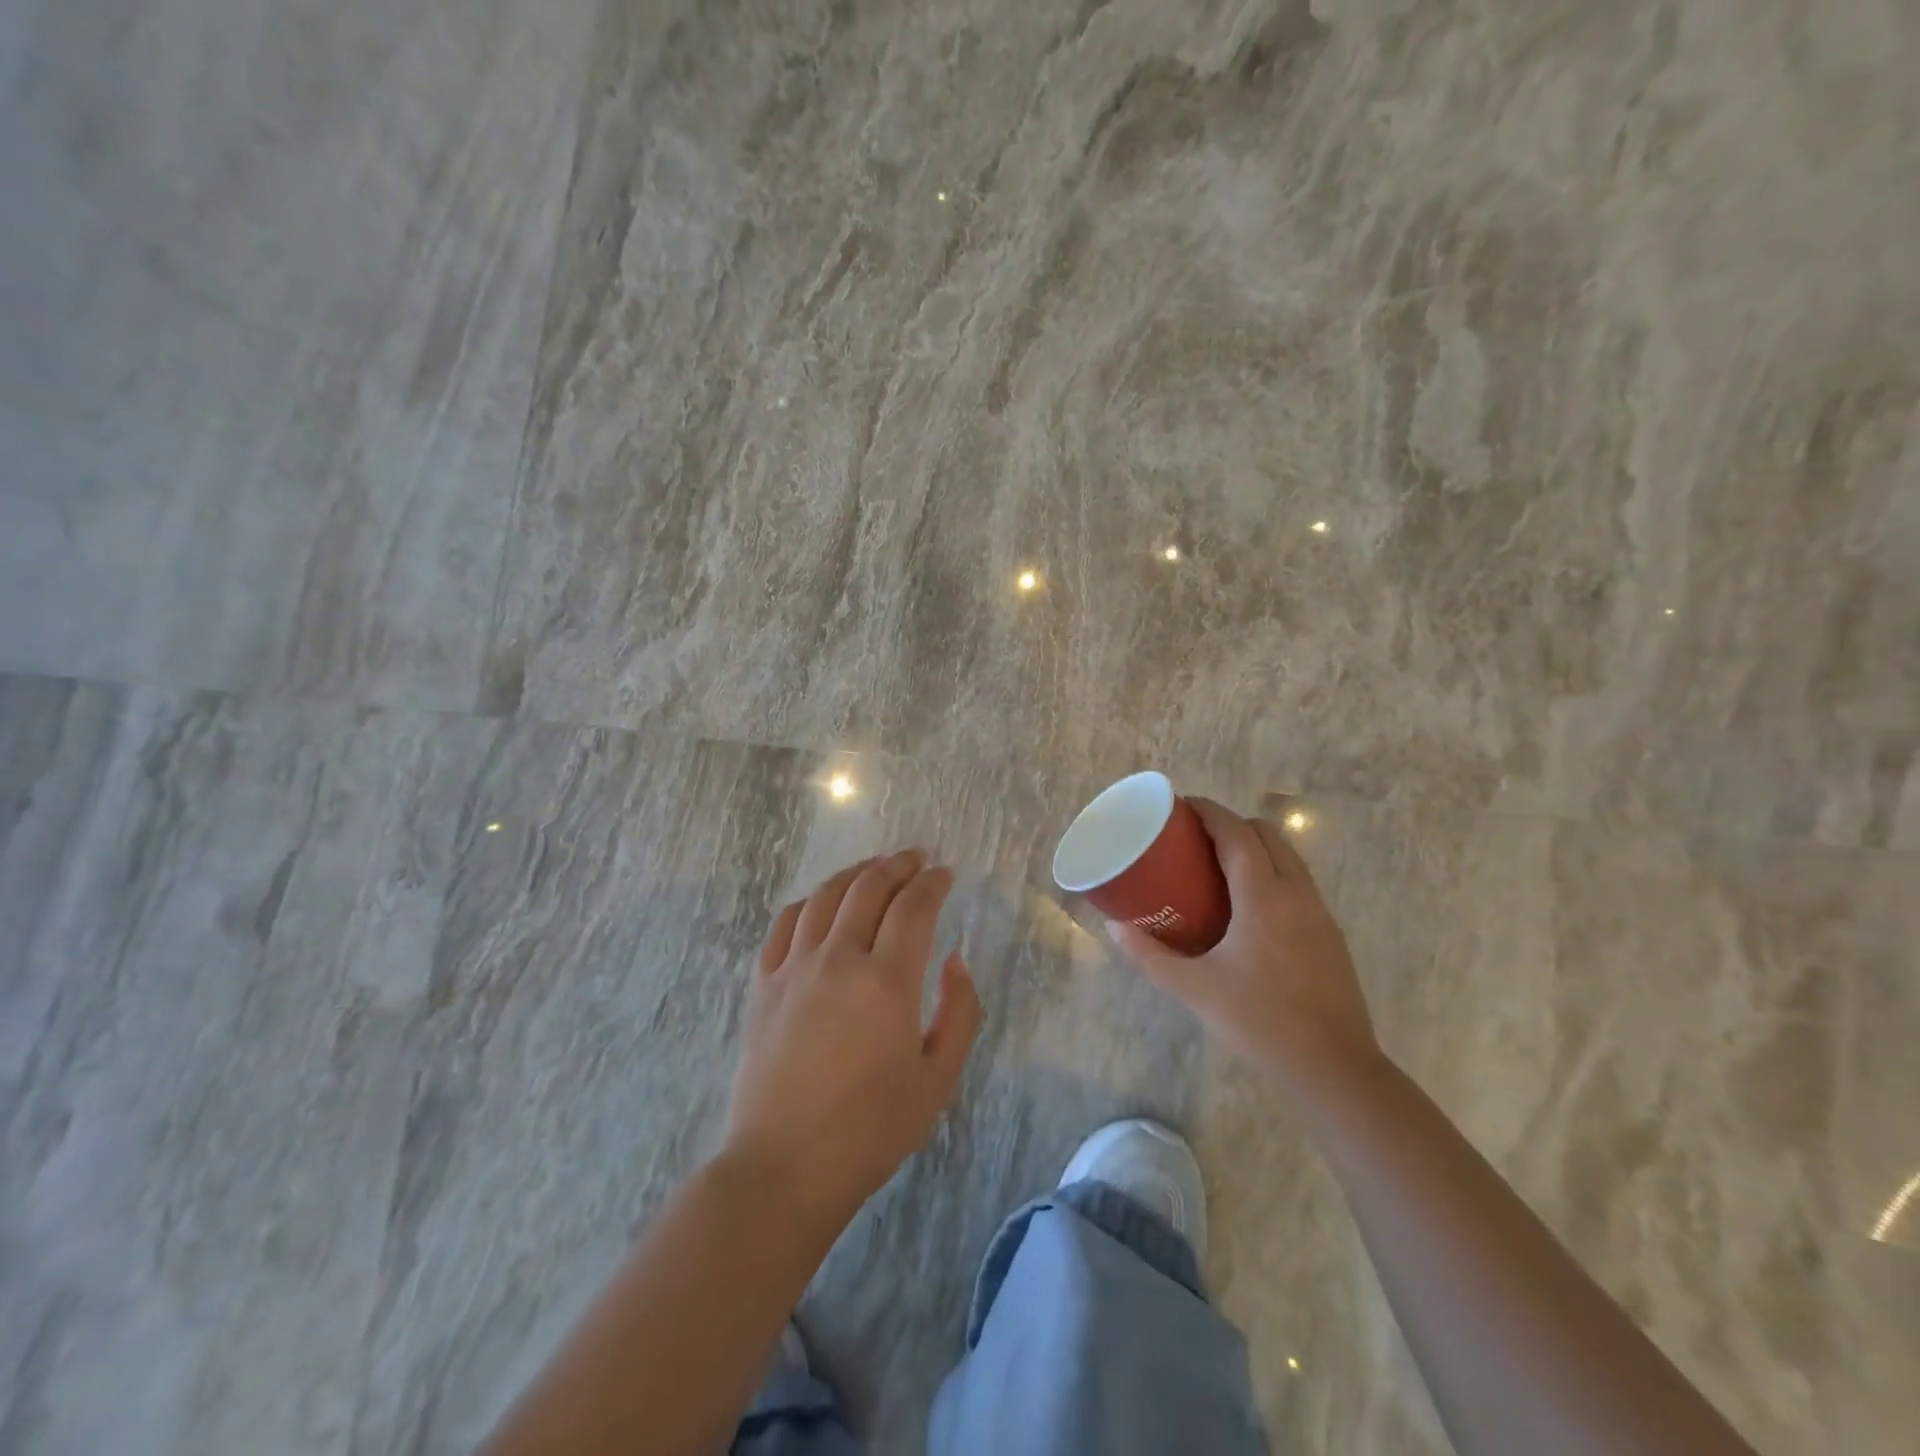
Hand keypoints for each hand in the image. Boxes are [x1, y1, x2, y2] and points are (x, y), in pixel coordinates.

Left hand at [721, 850, 981, 1228]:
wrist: (784, 1167)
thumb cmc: (870, 1130)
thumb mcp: (938, 1080)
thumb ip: (959, 1012)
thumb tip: (956, 960)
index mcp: (887, 981)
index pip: (914, 907)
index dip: (933, 883)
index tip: (945, 874)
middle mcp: (839, 959)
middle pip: (869, 887)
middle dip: (898, 865)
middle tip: (916, 859)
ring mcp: (795, 967)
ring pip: (827, 896)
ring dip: (856, 873)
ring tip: (876, 869)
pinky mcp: (764, 983)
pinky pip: (787, 922)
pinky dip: (811, 901)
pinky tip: (823, 904)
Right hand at [1108, 799, 1380, 1095]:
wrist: (1335, 1069)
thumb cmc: (1259, 1022)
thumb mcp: (1195, 989)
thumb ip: (1151, 956)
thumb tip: (1116, 928)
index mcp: (1264, 897)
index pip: (1236, 833)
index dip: (1210, 811)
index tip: (1182, 806)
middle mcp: (1296, 893)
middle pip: (1266, 834)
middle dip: (1232, 824)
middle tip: (1196, 840)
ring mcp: (1319, 912)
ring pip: (1288, 856)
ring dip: (1256, 847)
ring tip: (1218, 867)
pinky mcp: (1329, 934)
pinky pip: (1298, 882)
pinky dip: (1272, 872)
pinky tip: (1248, 906)